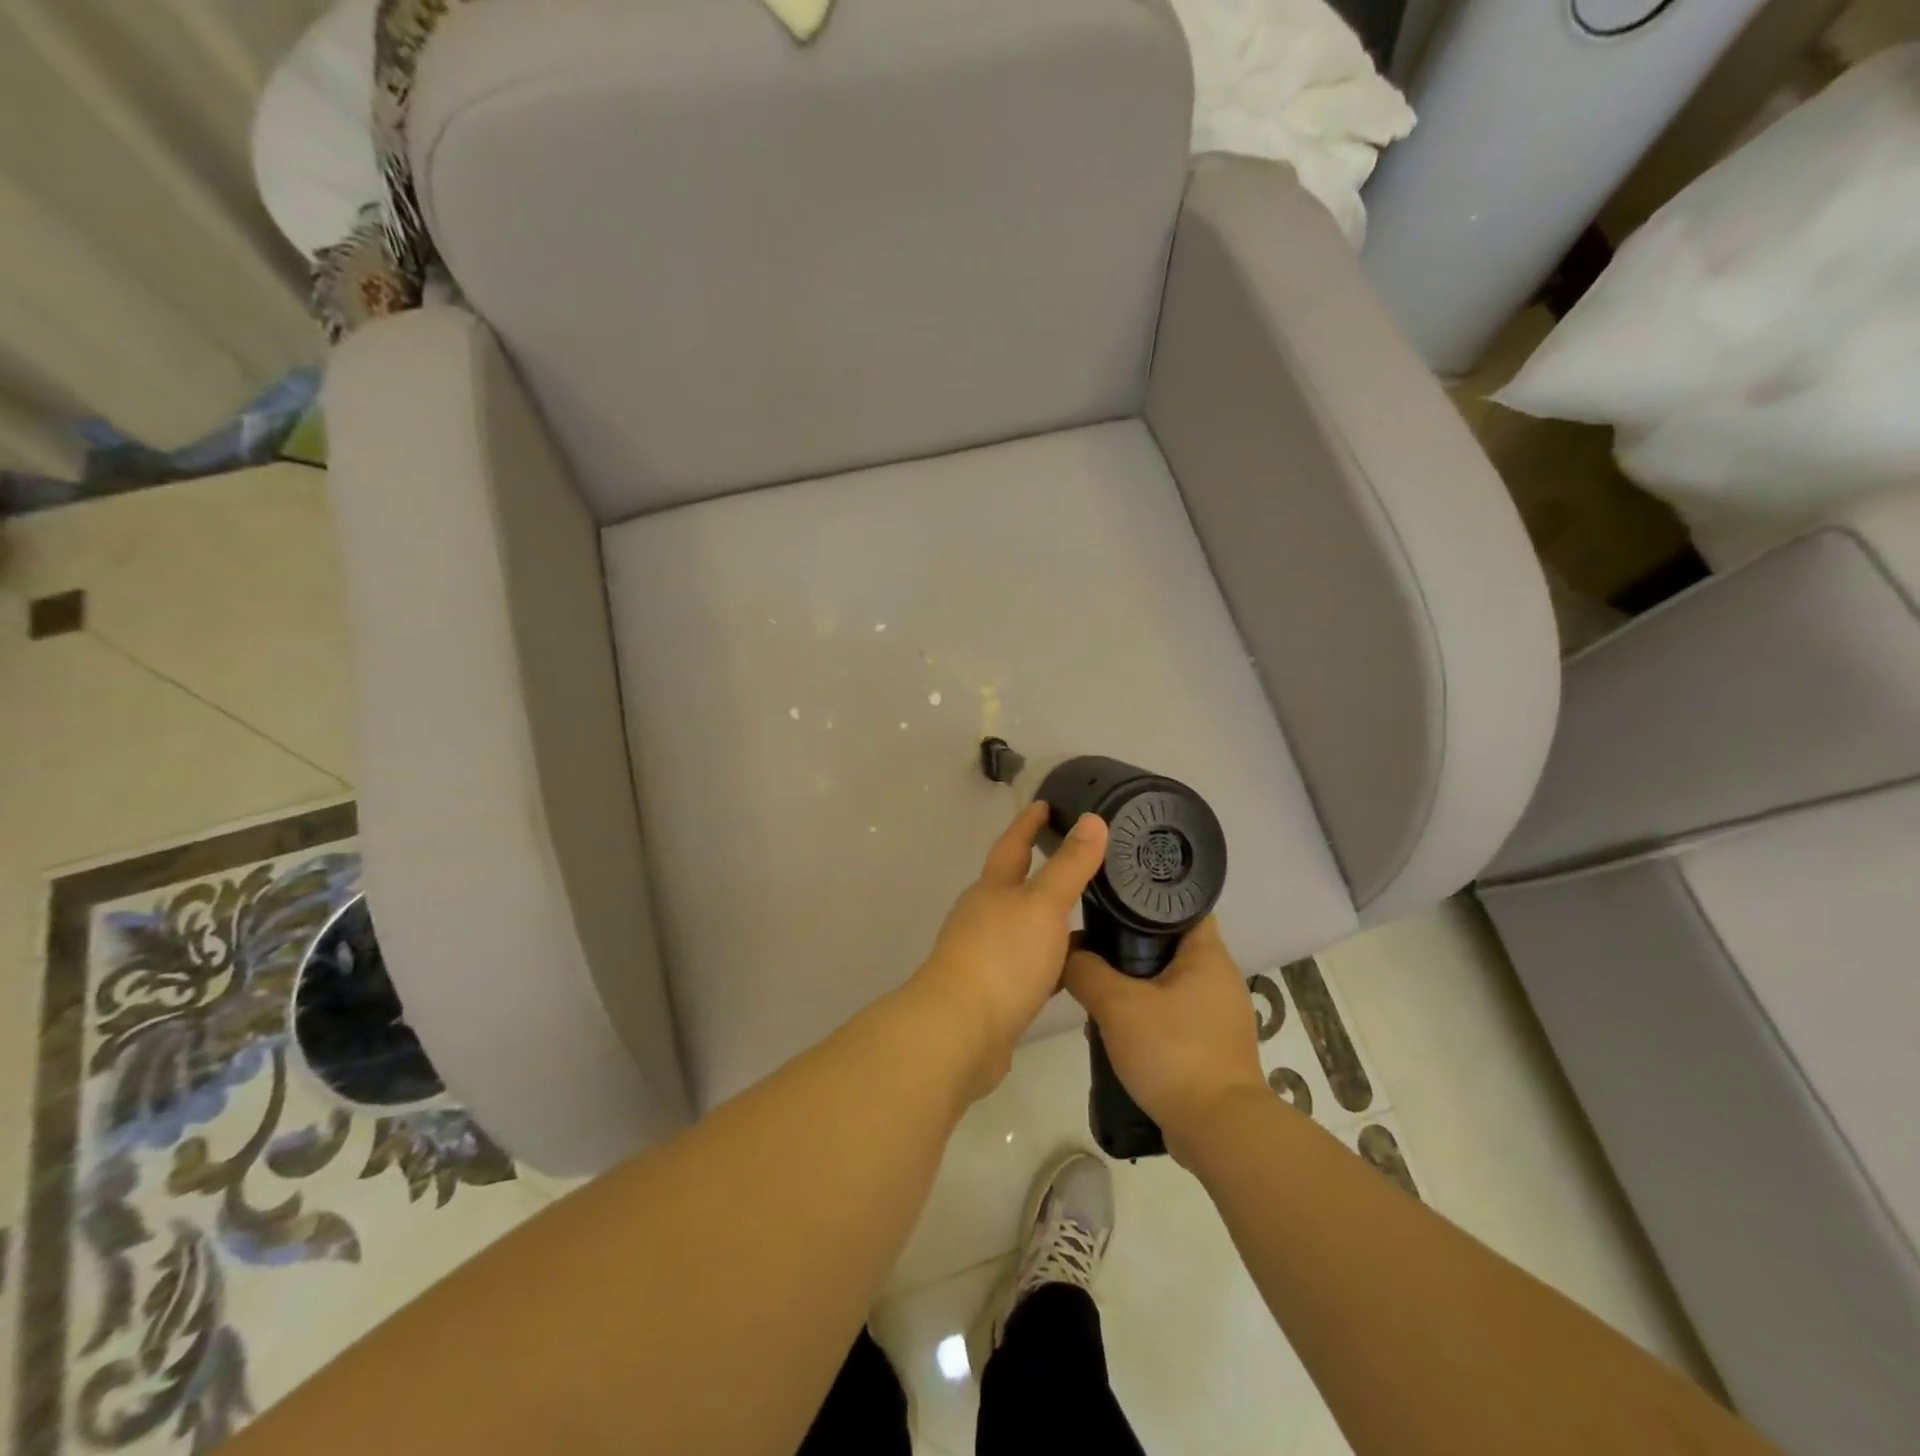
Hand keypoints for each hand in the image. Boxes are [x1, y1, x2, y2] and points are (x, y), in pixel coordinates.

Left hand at [913, 802, 1108, 1094]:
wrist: (962, 1030)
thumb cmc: (1003, 955)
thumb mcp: (1042, 903)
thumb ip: (1070, 865)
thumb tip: (1093, 819)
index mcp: (992, 888)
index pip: (1013, 844)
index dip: (1029, 822)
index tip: (1047, 803)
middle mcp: (985, 915)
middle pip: (1015, 884)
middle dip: (1042, 869)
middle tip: (1081, 857)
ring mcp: (987, 954)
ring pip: (1025, 926)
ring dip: (1050, 918)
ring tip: (1090, 911)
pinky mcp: (996, 992)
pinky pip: (1031, 965)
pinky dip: (1053, 960)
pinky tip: (1076, 967)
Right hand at [1064, 917, 1267, 1159]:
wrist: (1218, 1130)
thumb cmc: (1173, 1052)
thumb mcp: (1117, 1005)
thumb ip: (1086, 971)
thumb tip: (1068, 953)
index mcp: (1208, 954)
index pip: (1181, 905)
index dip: (1145, 898)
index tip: (1110, 901)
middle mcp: (1220, 978)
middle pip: (1169, 945)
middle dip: (1129, 948)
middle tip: (1093, 951)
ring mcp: (1220, 1015)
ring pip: (1169, 983)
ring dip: (1135, 987)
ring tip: (1098, 994)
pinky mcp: (1214, 1046)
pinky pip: (1175, 1016)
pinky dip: (1149, 1017)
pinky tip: (1120, 1032)